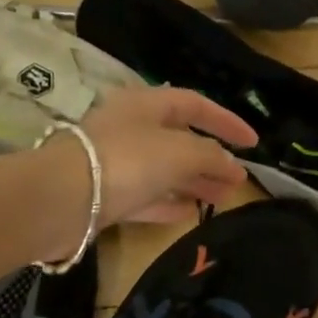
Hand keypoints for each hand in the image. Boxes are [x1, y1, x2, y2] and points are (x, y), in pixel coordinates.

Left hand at [79, 84, 257, 226]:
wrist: (64, 198)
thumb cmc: (128, 160)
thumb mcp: (180, 152)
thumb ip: (211, 156)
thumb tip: (233, 167)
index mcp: (146, 104)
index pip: (195, 104)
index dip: (227, 121)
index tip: (253, 143)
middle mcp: (131, 128)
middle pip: (180, 139)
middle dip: (212, 158)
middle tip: (238, 179)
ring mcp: (117, 162)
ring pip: (165, 169)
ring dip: (195, 182)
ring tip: (223, 199)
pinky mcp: (107, 195)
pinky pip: (146, 195)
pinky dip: (169, 202)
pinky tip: (190, 213)